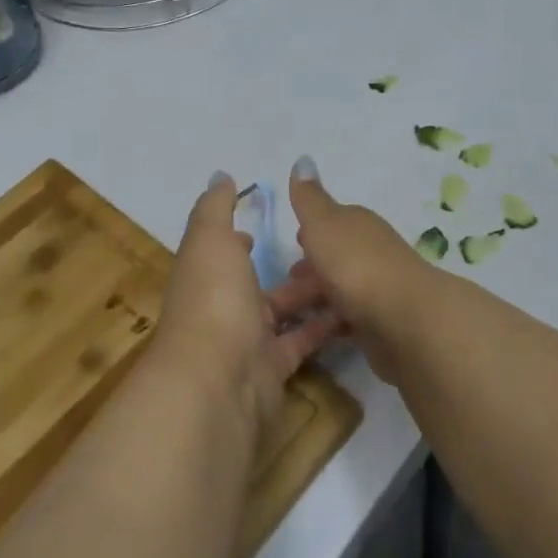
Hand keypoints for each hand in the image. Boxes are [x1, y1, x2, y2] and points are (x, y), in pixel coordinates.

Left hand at [153, 172, 338, 437]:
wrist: (218, 381)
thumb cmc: (213, 298)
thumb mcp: (211, 239)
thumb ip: (216, 208)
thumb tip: (220, 176)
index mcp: (206, 274)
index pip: (220, 253)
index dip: (236, 240)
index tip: (260, 227)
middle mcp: (223, 307)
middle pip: (256, 284)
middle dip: (286, 267)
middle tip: (325, 248)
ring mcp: (247, 341)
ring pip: (284, 311)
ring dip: (310, 294)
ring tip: (348, 273)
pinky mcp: (273, 368)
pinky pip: (302, 340)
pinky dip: (323, 326)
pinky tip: (351, 309)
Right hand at [268, 156, 439, 384]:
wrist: (406, 320)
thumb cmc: (356, 265)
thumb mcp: (323, 223)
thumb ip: (309, 198)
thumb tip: (303, 158)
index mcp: (357, 224)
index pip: (332, 221)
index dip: (311, 231)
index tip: (291, 243)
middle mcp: (371, 251)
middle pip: (335, 256)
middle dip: (310, 268)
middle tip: (279, 287)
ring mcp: (379, 288)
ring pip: (339, 289)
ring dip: (316, 297)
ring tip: (286, 315)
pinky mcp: (382, 323)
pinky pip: (348, 319)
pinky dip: (331, 322)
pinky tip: (313, 334)